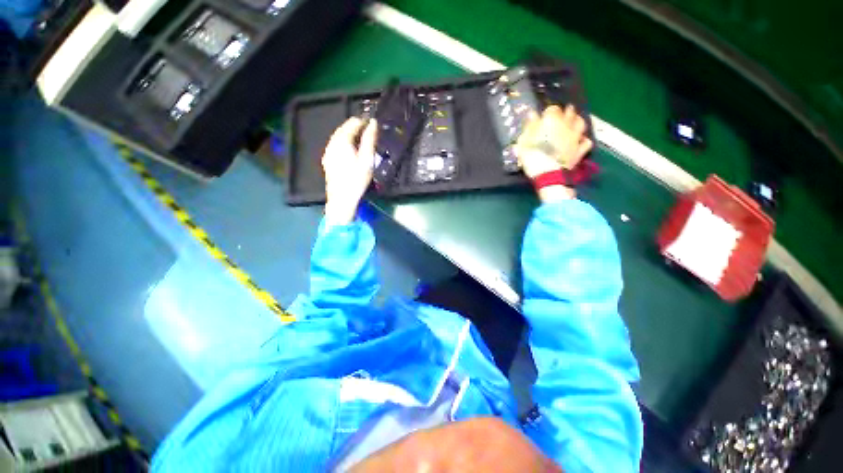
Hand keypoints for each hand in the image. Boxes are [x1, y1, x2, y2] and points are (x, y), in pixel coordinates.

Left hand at [322, 117, 377, 225]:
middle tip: (368, 131)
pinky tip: (350, 150)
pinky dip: (344, 143)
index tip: (373, 124)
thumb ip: (370, 139)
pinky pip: (335, 145)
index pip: (353, 123)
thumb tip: (373, 122)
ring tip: (361, 140)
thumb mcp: (367, 159)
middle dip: (356, 127)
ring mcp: (328, 152)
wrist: (342, 198)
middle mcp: (332, 143)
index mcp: (342, 141)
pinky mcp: (327, 160)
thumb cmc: (357, 179)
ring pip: (338, 136)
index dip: (363, 121)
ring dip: (350, 135)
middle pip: (344, 128)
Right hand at [514, 105, 592, 201]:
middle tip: (561, 115)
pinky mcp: (579, 150)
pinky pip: (586, 142)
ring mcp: (575, 138)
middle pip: (570, 112)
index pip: (552, 109)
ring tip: (573, 123)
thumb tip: (532, 114)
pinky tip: (579, 141)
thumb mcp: (524, 142)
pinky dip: (583, 140)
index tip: (544, 116)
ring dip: (577, 121)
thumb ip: (529, 127)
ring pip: (581, 123)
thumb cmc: (533, 156)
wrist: (547, 174)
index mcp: (552, 121)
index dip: (548, 112)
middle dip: (566, 112)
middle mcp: (567, 125)